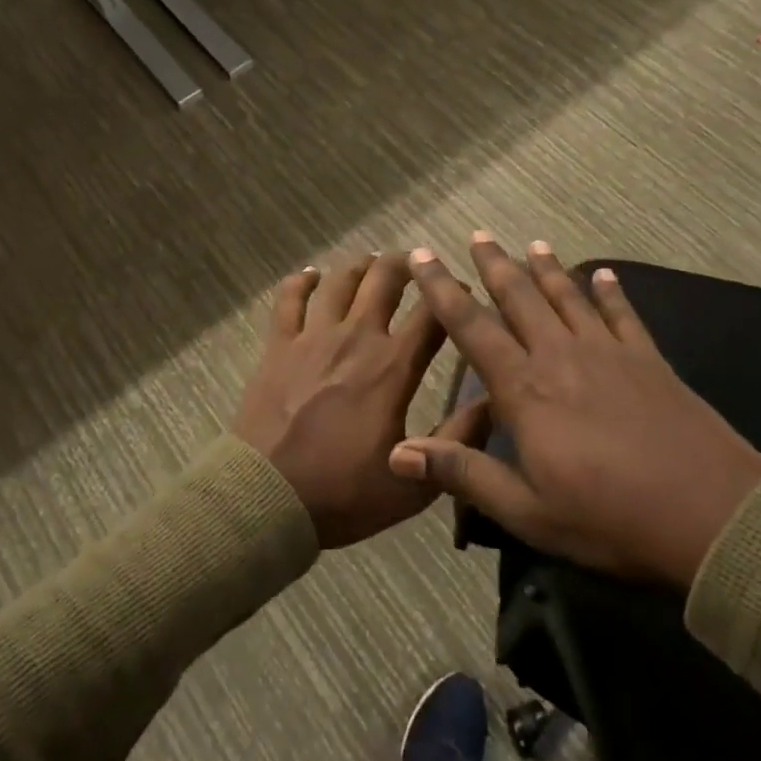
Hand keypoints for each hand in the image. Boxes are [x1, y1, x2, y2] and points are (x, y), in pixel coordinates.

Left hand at [232, 253, 487, 549]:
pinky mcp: (278, 344)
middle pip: (385, 279)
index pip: (433, 313)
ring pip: (341, 280)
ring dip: (361, 265)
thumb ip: (457, 440)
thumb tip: (494, 401)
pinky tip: (312, 275)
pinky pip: (290, 297)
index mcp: (392, 366)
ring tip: (372, 264)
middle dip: (407, 264)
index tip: (463, 289)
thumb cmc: (342, 493)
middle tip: (418, 264)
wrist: (266, 497)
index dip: (454, 294)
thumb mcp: (414, 484)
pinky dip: (303, 280)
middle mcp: (356, 337)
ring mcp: (312, 336)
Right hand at [389, 236, 760, 591]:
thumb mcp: (527, 512)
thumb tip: (398, 453)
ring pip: (568, 296)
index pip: (471, 327)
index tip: (423, 255)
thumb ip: (464, 474)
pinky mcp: (648, 359)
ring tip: (532, 243)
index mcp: (525, 389)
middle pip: (520, 297)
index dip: (442, 289)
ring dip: (547, 268)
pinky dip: (611, 292)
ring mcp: (608, 352)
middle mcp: (560, 355)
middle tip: (477, 234)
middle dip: (494, 264)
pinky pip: (623, 314)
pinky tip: (605, 275)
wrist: (711, 513)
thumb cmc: (610, 518)